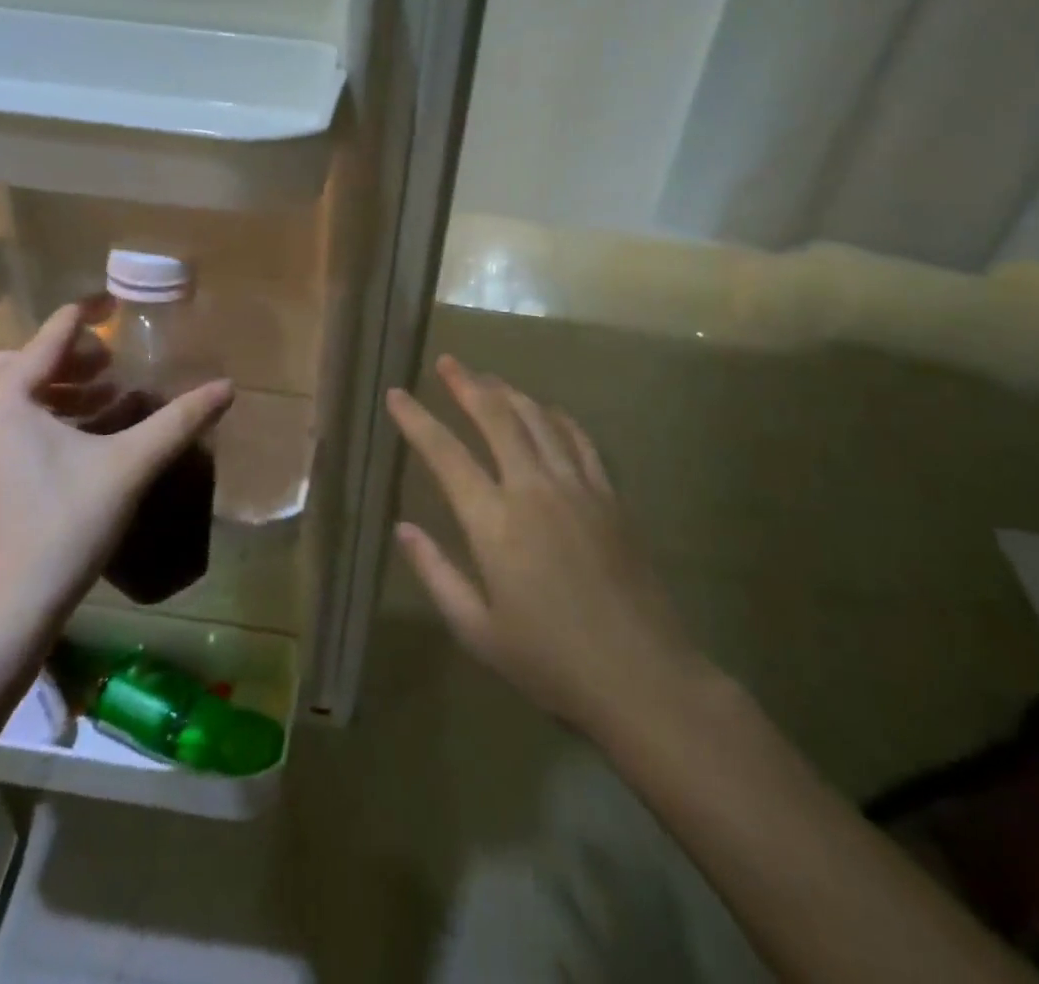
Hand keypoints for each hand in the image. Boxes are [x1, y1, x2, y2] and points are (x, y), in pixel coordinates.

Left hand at [0, 305, 232, 631]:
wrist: (7, 609)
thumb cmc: (65, 525)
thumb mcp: (129, 465)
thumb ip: (178, 421)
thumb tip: (226, 388)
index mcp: (8, 399)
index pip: (51, 335)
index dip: (88, 314)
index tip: (118, 302)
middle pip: (21, 361)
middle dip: (68, 354)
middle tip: (110, 364)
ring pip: (13, 394)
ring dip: (58, 385)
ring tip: (107, 396)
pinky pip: (10, 422)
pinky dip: (46, 414)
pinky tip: (86, 437)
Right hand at [386, 355, 709, 734]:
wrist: (642, 676)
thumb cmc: (550, 660)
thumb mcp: (478, 630)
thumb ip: (436, 573)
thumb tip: (402, 529)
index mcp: (493, 522)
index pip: (445, 454)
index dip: (416, 420)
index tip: (396, 395)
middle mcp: (533, 489)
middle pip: (496, 417)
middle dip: (467, 384)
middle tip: (448, 362)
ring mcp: (576, 486)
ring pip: (537, 419)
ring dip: (509, 392)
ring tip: (488, 377)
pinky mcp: (609, 495)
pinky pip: (579, 439)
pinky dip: (556, 417)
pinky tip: (546, 410)